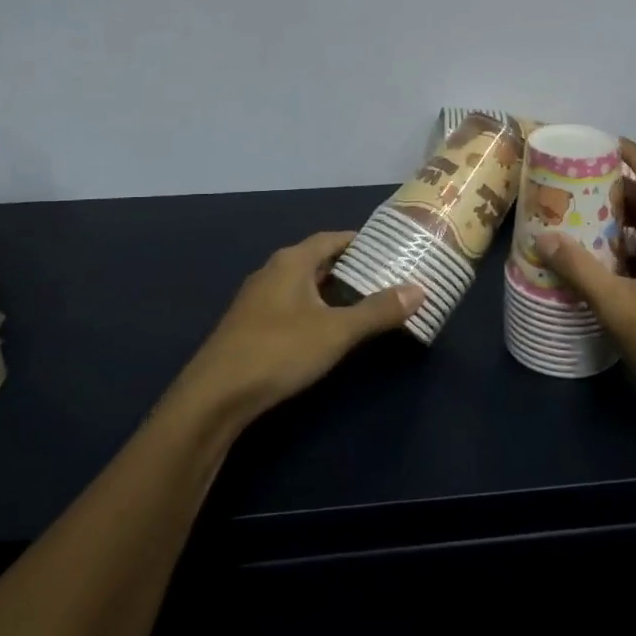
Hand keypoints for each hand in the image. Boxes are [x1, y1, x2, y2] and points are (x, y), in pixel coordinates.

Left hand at [175, 231, 422, 424]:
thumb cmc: (279, 351)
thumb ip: (378, 310)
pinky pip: (291, 306)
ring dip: (331, 291)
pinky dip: (314, 309)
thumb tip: (420, 288)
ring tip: (365, 302)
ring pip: (303, 286)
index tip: (389, 249)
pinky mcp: (250, 326)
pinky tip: (328, 329)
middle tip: (385, 277)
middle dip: (350, 267)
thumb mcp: (337, 331)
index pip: (331, 239)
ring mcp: (257, 300)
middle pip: (317, 261)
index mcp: (291, 262)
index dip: (359, 241)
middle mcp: (272, 272)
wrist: (215, 396)